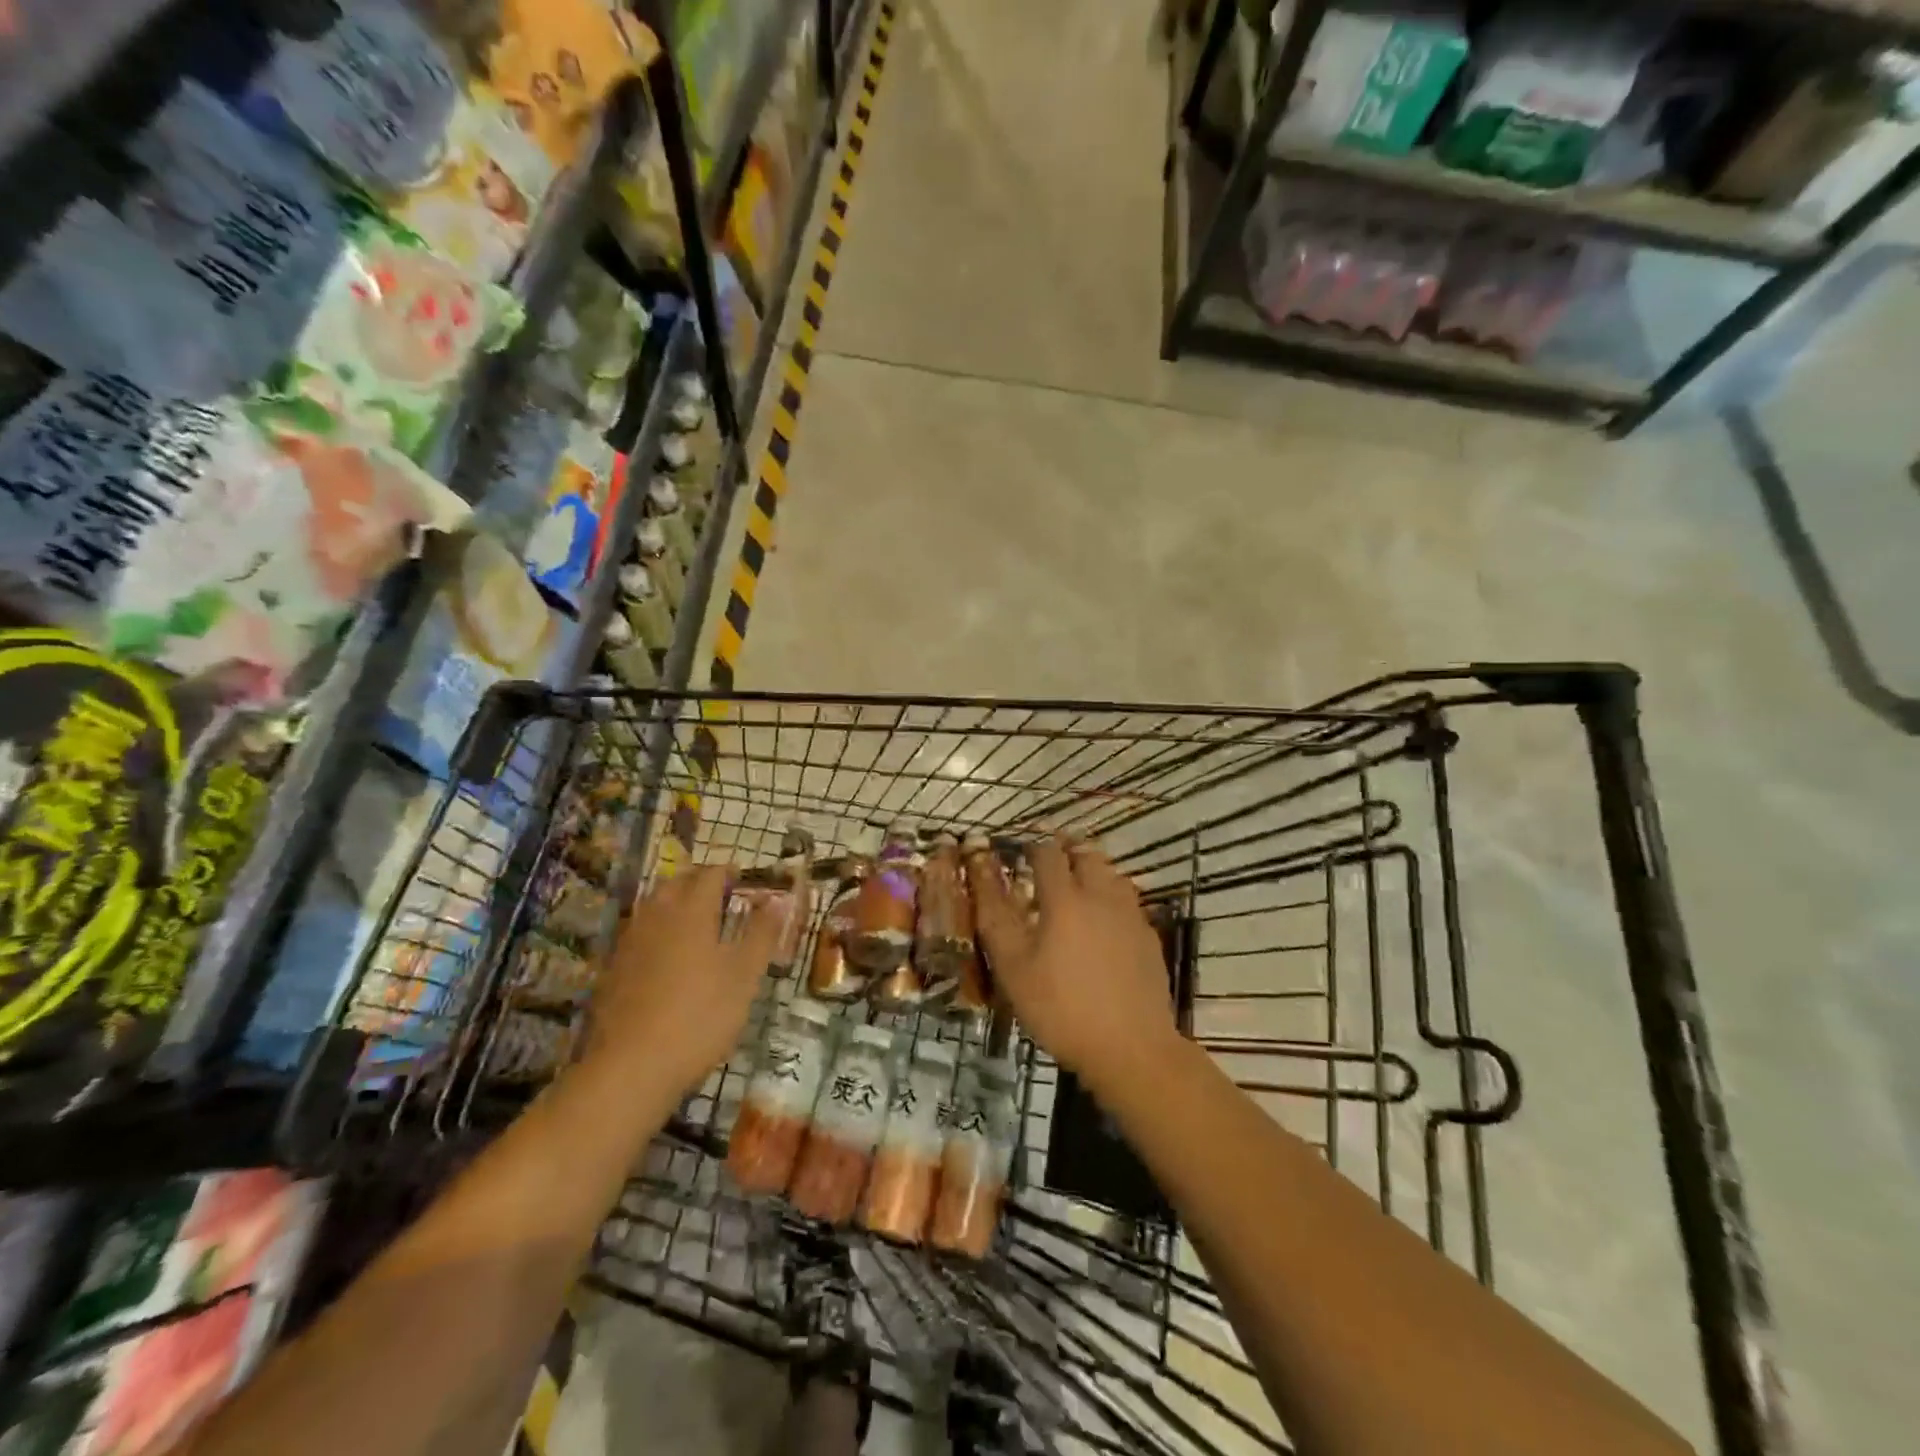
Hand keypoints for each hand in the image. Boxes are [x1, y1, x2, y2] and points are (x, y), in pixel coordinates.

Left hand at [581, 865, 780, 1094]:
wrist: (631, 1067)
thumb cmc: (700, 1016)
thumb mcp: (745, 976)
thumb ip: (762, 934)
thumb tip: (778, 900)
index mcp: (691, 912)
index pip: (710, 875)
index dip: (729, 872)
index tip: (744, 878)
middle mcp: (657, 917)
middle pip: (676, 883)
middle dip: (699, 881)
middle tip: (722, 894)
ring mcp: (630, 943)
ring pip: (654, 906)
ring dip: (675, 903)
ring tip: (697, 920)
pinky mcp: (613, 970)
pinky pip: (640, 933)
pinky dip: (658, 930)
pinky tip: (667, 956)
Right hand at [968, 837, 1177, 1089]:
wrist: (1132, 1048)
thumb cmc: (1062, 1008)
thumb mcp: (1014, 968)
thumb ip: (996, 918)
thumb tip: (980, 874)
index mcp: (1065, 899)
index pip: (1048, 853)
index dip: (1032, 845)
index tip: (1019, 849)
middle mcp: (1101, 896)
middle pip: (1087, 854)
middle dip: (1066, 848)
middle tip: (1049, 858)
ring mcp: (1130, 916)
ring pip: (1112, 874)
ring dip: (1092, 868)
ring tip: (1077, 882)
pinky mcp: (1149, 939)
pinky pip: (1128, 901)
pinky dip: (1111, 896)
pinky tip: (1104, 919)